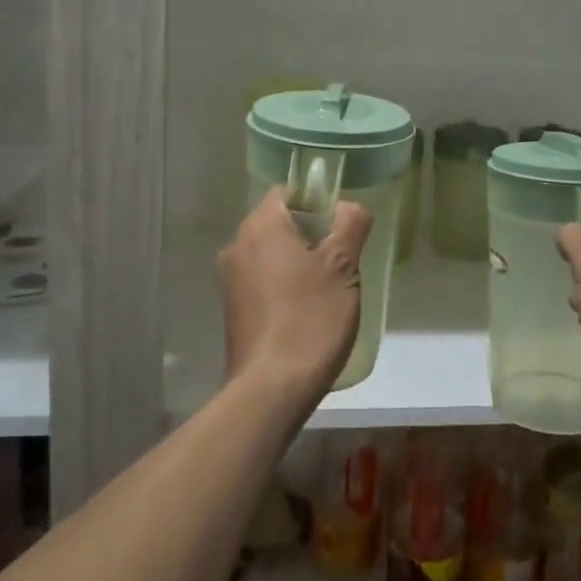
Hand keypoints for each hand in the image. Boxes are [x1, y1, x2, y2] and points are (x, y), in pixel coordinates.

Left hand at [218, 188, 373, 408]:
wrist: (272, 388)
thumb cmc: (311, 318)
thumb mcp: (343, 266)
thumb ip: (350, 225)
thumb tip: (349, 206)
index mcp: (261, 226)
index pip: (288, 192)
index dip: (318, 202)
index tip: (342, 226)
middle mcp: (237, 245)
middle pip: (280, 223)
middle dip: (312, 234)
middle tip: (343, 259)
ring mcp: (230, 279)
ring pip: (272, 254)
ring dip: (299, 262)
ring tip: (329, 288)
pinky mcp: (233, 309)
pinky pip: (263, 281)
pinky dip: (284, 285)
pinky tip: (307, 311)